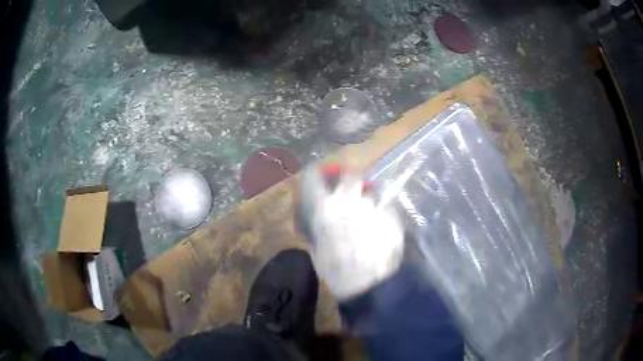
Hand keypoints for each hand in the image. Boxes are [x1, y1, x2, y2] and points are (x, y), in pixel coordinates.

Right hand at [299, 164, 403, 300]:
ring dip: (366, 199)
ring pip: (369, 191)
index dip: (315, 175)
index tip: (319, 176)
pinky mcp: (391, 214)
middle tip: (349, 193)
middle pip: (349, 176)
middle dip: (348, 181)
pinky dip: (381, 211)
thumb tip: (316, 220)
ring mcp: (373, 205)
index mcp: (324, 209)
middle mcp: (348, 200)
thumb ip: (315, 229)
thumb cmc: (337, 273)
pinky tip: (380, 226)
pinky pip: (384, 205)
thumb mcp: (317, 251)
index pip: (314, 178)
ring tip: (367, 215)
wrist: (371, 284)